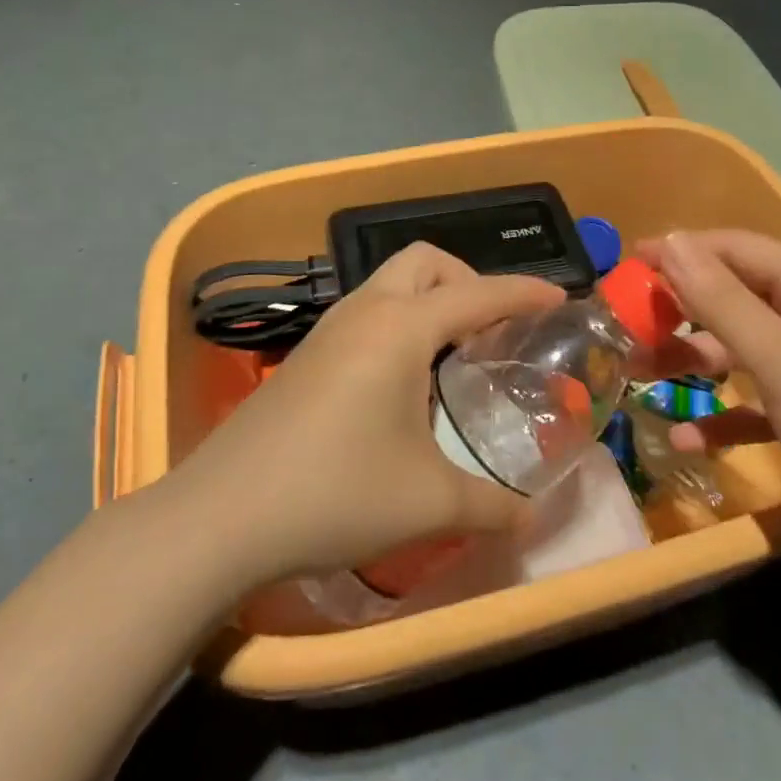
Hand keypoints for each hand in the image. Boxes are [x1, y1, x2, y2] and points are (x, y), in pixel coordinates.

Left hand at [158, 243, 564, 585]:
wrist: (219, 517)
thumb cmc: (334, 494)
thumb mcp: (428, 504)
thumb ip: (491, 507)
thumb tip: (531, 518)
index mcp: (401, 328)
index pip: (479, 295)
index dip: (525, 294)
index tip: (560, 300)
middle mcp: (365, 312)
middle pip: (426, 262)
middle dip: (469, 281)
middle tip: (493, 329)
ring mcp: (328, 331)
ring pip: (390, 284)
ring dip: (431, 300)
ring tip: (455, 352)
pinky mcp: (306, 356)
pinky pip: (368, 312)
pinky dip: (401, 322)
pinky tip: (404, 381)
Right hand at [641, 230, 780, 587]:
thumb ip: (721, 299)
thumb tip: (673, 241)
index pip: (736, 248)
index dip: (680, 251)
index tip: (626, 264)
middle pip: (737, 297)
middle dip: (681, 311)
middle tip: (628, 328)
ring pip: (745, 350)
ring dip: (695, 362)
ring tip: (640, 377)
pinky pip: (763, 401)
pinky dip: (727, 414)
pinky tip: (686, 439)